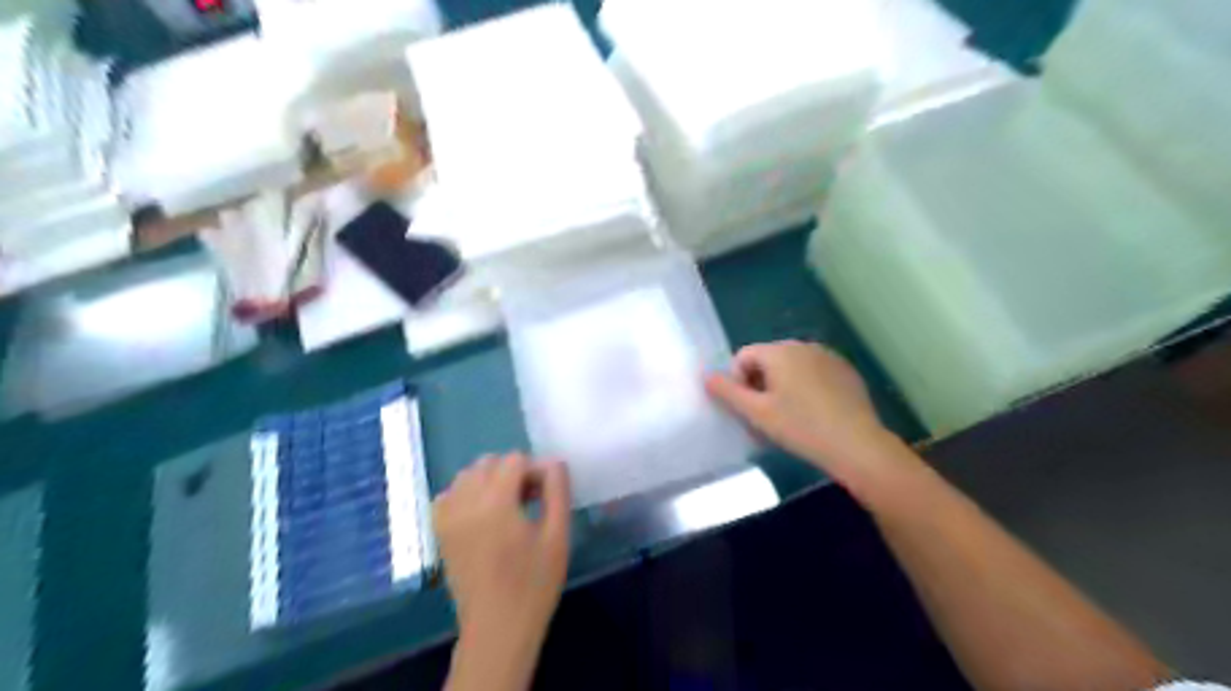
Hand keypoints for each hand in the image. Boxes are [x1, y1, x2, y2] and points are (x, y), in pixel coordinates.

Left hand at [433, 455, 571, 641]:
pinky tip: (481, 513)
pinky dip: (465, 493)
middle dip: (512, 472)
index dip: (535, 471)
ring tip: (507, 506)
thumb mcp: (557, 536)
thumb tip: (554, 462)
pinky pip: (448, 494)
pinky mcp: (440, 532)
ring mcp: (448, 518)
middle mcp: (465, 503)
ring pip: (467, 475)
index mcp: (496, 503)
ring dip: (489, 480)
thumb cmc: (534, 583)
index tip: (546, 494)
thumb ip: (557, 492)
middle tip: (530, 499)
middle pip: (488, 462)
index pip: (514, 460)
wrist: (497, 628)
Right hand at [702, 343, 912, 488]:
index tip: (747, 410)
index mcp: (780, 351)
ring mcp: (828, 357)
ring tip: (789, 419)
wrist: (857, 446)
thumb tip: (706, 376)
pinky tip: (813, 415)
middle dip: (760, 385)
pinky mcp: (846, 372)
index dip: (738, 382)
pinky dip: (806, 389)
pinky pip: (814, 374)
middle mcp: (803, 346)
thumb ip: (727, 392)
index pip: (744, 356)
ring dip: (782, 388)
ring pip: (791, 368)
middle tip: (764, 417)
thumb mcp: (757, 413)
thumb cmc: (801, 428)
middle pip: (768, 360)